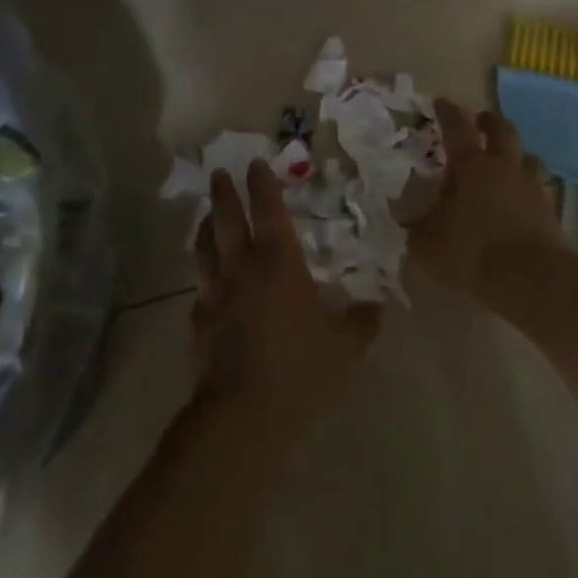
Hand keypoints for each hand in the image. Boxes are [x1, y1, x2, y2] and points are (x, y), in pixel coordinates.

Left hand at [192, 160, 381, 441]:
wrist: (243, 413)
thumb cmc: (300, 369)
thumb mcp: (346, 347)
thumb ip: (362, 322)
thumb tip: (377, 307)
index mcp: (279, 262)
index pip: (269, 210)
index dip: (263, 184)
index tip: (257, 163)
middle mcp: (242, 267)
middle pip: (227, 219)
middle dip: (224, 192)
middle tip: (219, 172)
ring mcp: (216, 292)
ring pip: (205, 247)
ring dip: (206, 225)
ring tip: (207, 214)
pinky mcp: (199, 321)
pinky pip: (200, 287)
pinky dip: (204, 274)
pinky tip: (207, 280)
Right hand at [409, 99, 567, 302]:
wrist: (534, 281)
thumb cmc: (473, 253)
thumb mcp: (428, 244)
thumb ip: (416, 227)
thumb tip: (405, 217)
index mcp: (471, 166)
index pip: (457, 127)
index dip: (447, 112)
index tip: (441, 102)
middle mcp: (504, 167)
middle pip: (502, 130)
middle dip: (489, 121)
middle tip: (479, 121)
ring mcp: (531, 188)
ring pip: (527, 157)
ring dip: (515, 154)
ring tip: (506, 161)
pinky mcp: (550, 213)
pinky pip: (538, 189)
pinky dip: (527, 189)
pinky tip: (520, 201)